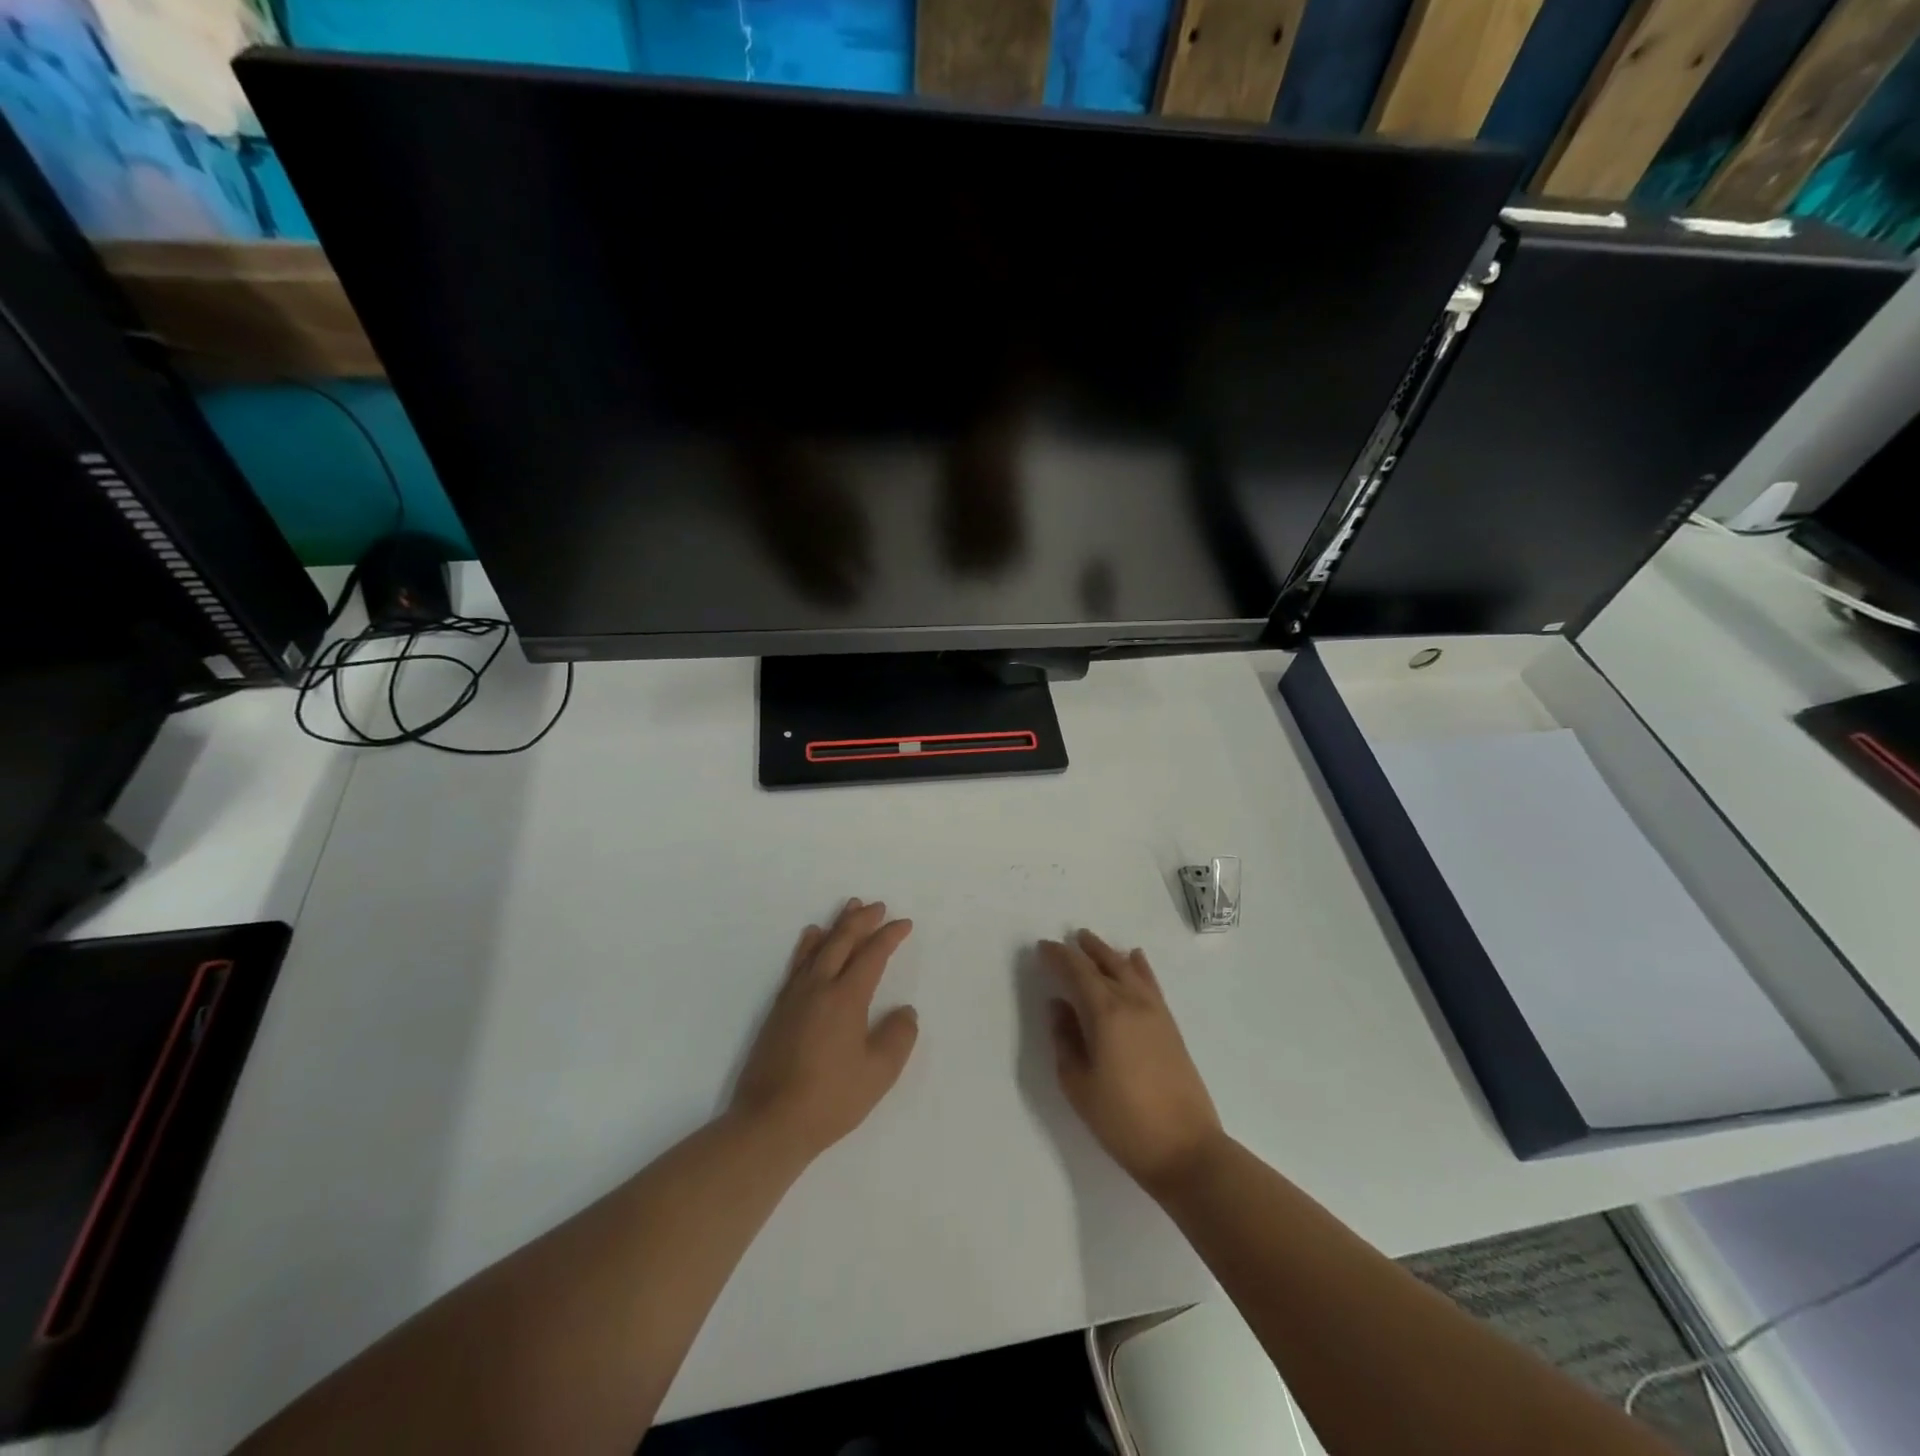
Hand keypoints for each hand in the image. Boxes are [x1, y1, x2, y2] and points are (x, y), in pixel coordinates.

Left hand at [731, 899, 918, 1161]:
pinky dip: (808, 946)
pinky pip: (798, 964)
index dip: (889, 936)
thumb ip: (899, 1037)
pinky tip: (810, 940)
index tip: (904, 924)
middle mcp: (819, 987)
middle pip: (842, 941)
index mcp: (846, 997)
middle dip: (862, 920)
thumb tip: (905, 1011)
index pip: (872, 955)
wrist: (771, 1122)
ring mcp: (795, 997)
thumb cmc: (831, 1099)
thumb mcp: (879, 1072)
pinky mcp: (778, 1010)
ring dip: (836, 926)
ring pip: (818, 948)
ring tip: (848, 908)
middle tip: (877, 906)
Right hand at [1040, 930, 1222, 1194]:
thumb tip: (1059, 1007)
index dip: (1058, 957)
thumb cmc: (1123, 1121)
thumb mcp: (1078, 1085)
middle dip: (1083, 950)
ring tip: (1091, 942)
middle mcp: (1131, 1003)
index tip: (1042, 947)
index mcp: (1105, 1013)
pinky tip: (1135, 958)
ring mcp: (1155, 1012)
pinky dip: (1139, 967)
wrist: (1186, 1148)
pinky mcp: (1170, 1026)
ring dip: (1108, 953)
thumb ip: (1065, 1040)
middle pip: (1104, 964)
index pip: (1077, 972)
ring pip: (1128, 969)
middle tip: (1065, 940)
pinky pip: (1150, 983)